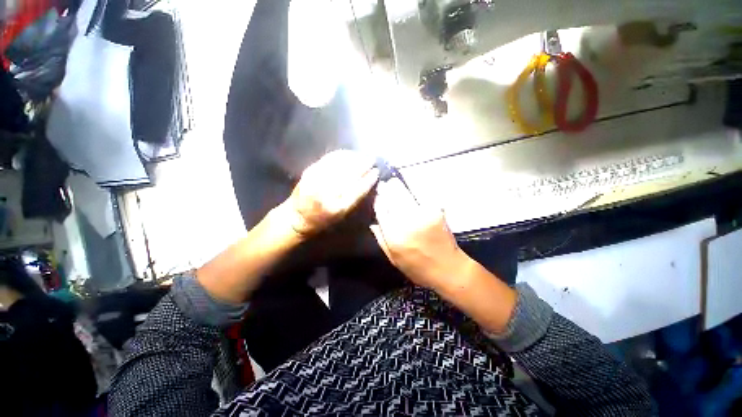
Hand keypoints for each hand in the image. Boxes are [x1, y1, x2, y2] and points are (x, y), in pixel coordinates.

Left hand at [284, 150, 378, 237]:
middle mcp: (327, 193)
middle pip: (349, 174)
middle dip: (363, 164)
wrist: (297, 217)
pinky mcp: (310, 171)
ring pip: (340, 164)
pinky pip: (328, 159)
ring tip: (362, 155)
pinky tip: (348, 153)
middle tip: (372, 159)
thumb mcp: (342, 215)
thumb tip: (368, 179)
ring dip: (354, 157)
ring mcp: (317, 180)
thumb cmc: (323, 220)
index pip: (358, 189)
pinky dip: (340, 154)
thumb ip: (355, 198)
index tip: (376, 171)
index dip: (369, 179)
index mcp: (338, 207)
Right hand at [370, 177, 468, 289]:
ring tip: (394, 183)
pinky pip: (421, 196)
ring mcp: (422, 214)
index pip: (380, 209)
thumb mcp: (394, 259)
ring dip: (398, 187)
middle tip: (385, 184)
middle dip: (387, 188)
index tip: (377, 195)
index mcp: (393, 235)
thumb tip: (373, 223)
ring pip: (405, 193)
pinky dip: (415, 192)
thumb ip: (381, 240)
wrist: (449, 269)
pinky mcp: (435, 210)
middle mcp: (406, 221)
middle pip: (392, 196)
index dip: (378, 199)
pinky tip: (411, 191)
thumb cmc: (418, 268)